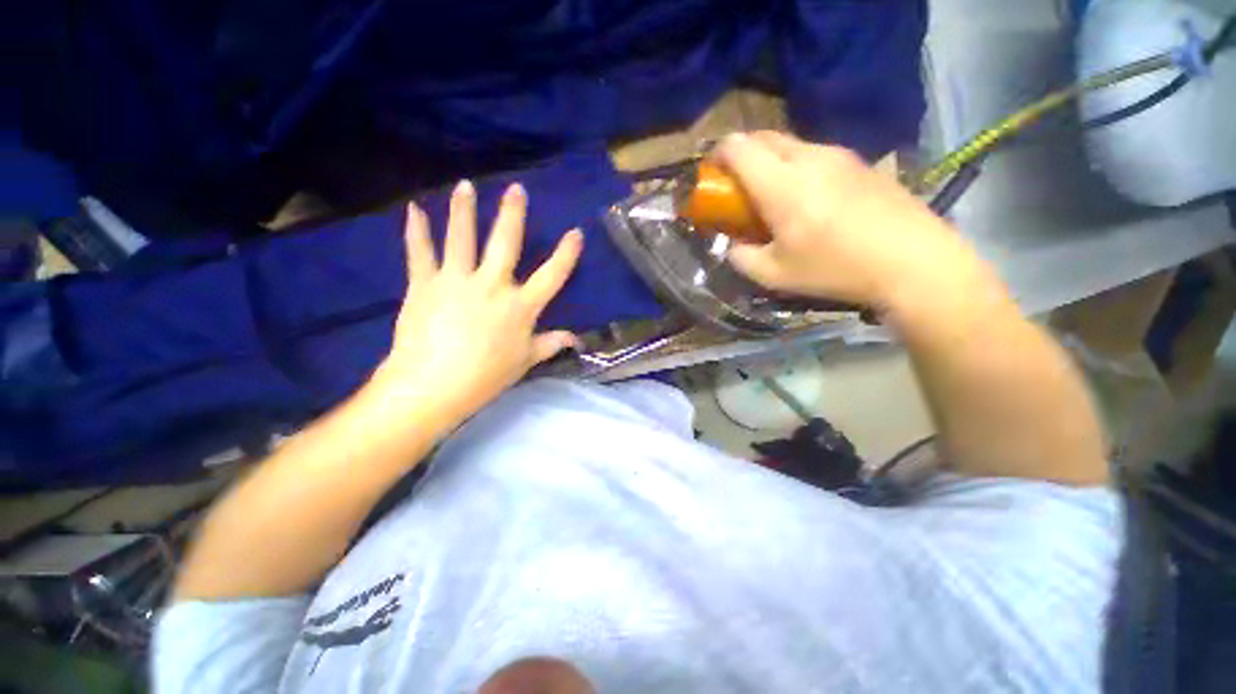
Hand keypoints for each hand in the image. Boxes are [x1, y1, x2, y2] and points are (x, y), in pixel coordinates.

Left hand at [372, 180, 582, 423]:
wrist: (432, 385)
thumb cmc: (486, 376)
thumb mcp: (525, 362)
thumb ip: (550, 344)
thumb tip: (576, 339)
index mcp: (520, 306)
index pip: (552, 276)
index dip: (566, 254)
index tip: (575, 233)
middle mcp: (492, 285)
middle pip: (505, 243)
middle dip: (513, 215)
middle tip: (516, 189)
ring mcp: (456, 280)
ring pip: (462, 238)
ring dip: (464, 210)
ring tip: (465, 186)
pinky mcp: (424, 284)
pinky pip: (420, 252)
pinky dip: (417, 231)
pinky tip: (414, 209)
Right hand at [714, 131, 983, 312]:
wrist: (913, 260)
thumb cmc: (835, 269)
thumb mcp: (774, 275)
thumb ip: (741, 258)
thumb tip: (732, 246)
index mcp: (781, 184)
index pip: (738, 147)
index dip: (717, 154)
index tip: (712, 174)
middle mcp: (808, 157)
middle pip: (763, 137)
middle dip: (740, 154)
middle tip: (736, 185)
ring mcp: (838, 155)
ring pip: (790, 144)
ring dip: (769, 161)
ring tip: (772, 194)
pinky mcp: (860, 162)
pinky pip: (815, 153)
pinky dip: (796, 166)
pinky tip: (807, 197)